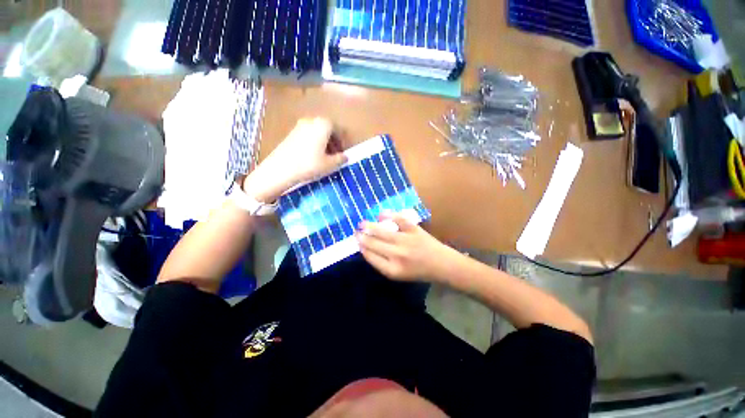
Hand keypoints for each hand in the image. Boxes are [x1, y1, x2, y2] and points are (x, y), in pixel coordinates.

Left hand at [243, 118, 346, 201]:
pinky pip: (308, 135)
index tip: (343, 153)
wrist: (281, 169)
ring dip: (324, 143)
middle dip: (333, 142)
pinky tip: (313, 157)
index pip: (338, 130)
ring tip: (325, 157)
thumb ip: (341, 159)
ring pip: (317, 133)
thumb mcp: (330, 164)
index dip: (343, 142)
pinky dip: (314, 143)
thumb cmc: (310, 164)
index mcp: (323, 124)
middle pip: (327, 130)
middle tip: (335, 155)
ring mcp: (299, 126)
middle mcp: (311, 121)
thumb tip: (345, 157)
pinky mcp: (291, 133)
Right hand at [355, 211, 456, 281]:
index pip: (371, 257)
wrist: (442, 265)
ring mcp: (405, 241)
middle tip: (356, 232)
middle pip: (373, 244)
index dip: (362, 248)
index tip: (357, 242)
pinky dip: (389, 215)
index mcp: (392, 270)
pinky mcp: (414, 230)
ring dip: (369, 227)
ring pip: (382, 232)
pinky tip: (380, 215)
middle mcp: (397, 256)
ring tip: (361, 224)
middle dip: (362, 237)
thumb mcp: (399, 274)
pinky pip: (399, 220)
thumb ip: (383, 263)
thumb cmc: (419, 272)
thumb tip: (367, 249)